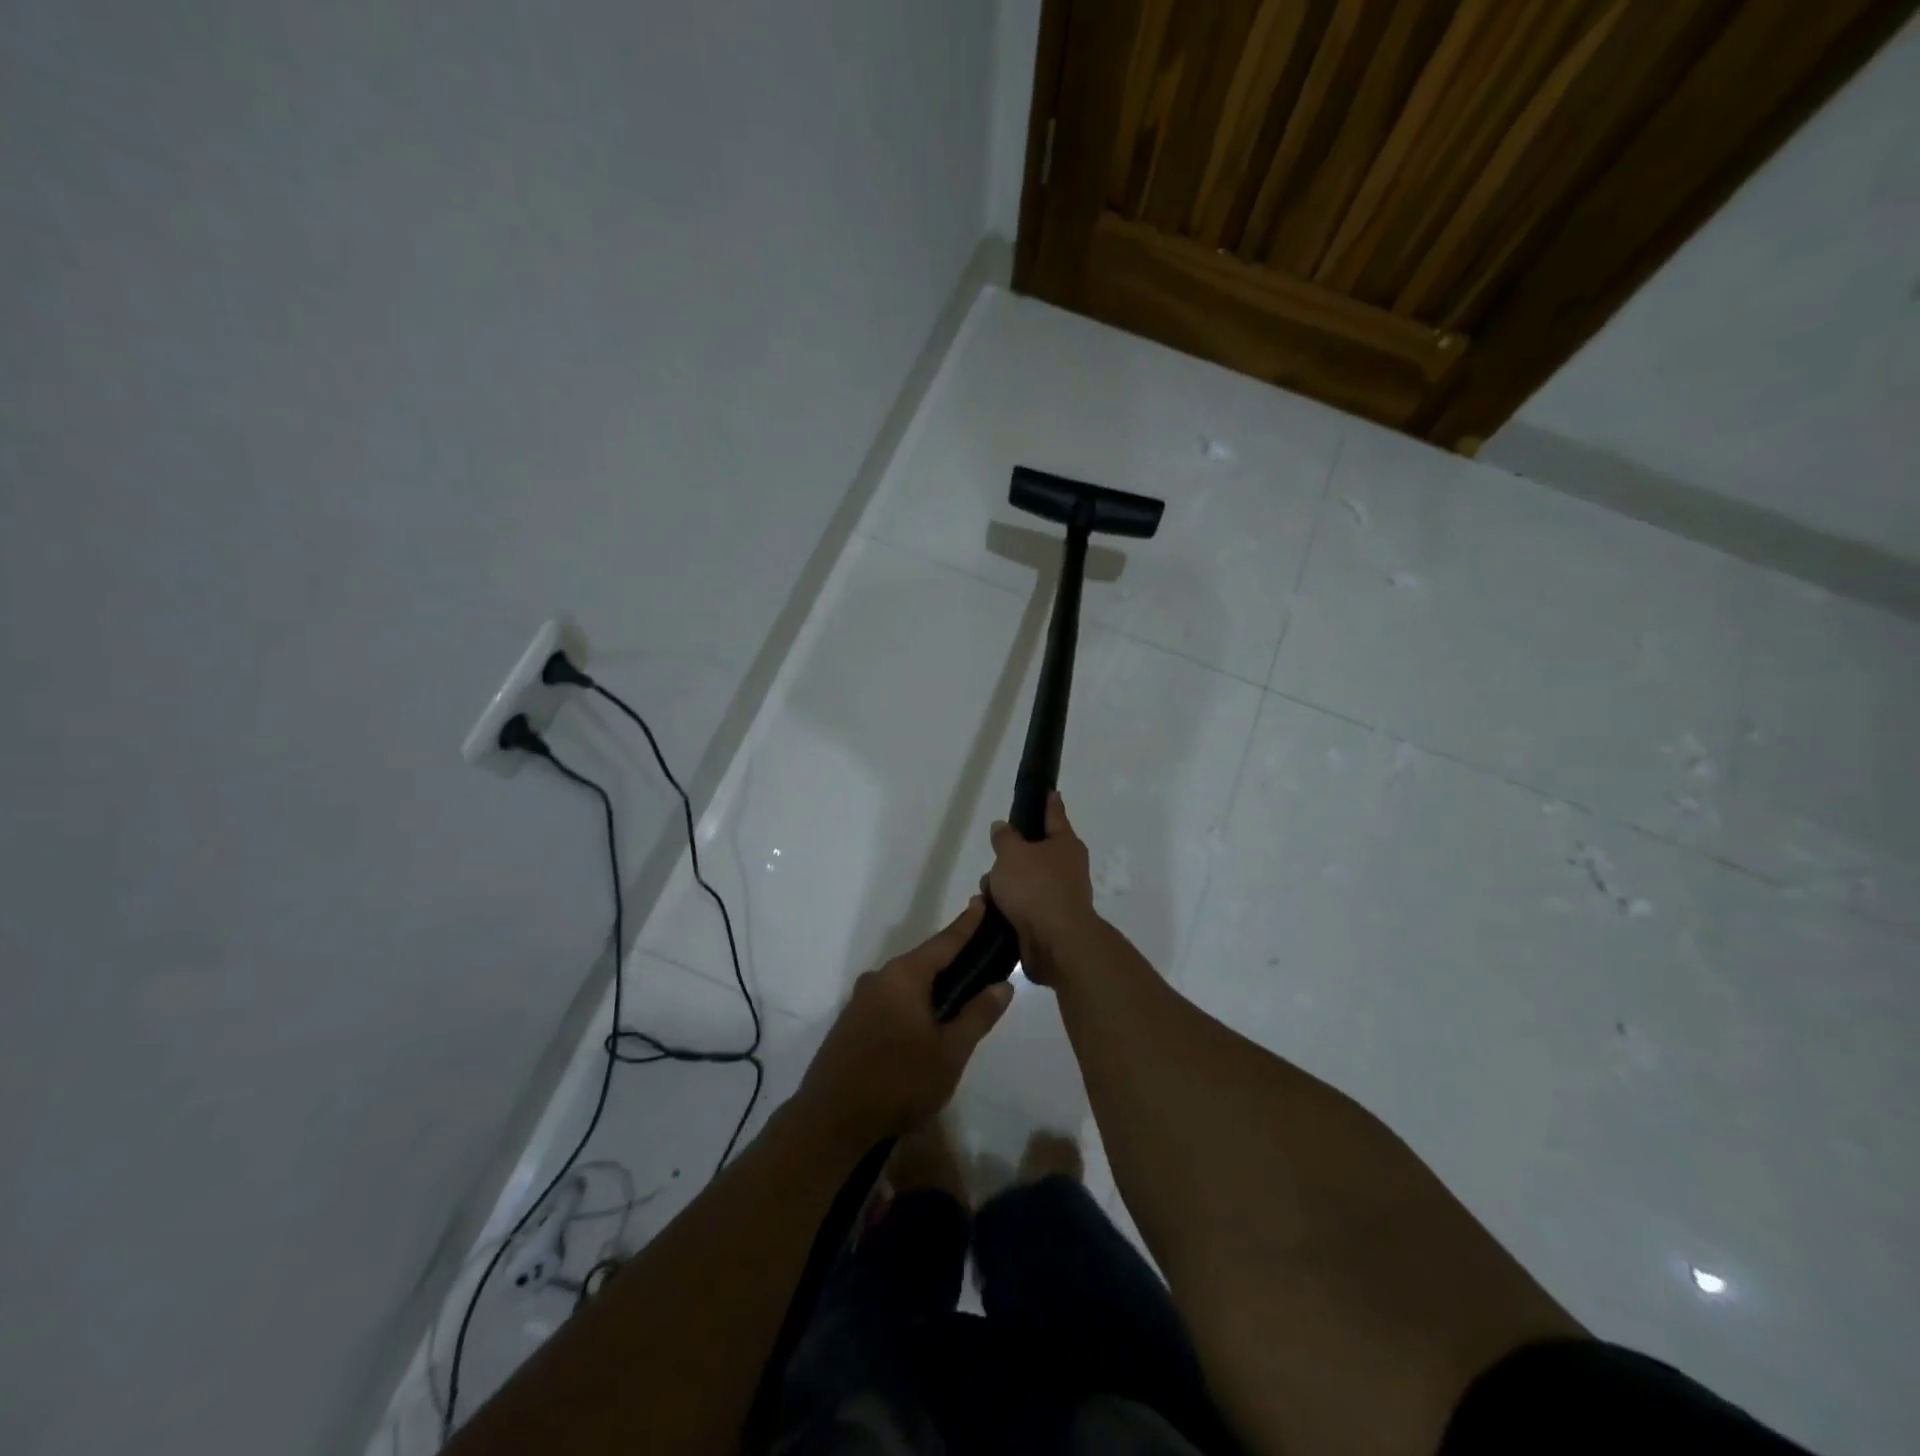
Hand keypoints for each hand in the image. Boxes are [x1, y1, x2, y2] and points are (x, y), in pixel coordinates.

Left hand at [799, 898, 1012, 1143]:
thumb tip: (1003, 985)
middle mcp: (879, 978)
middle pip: (924, 961)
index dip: (966, 924)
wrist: (830, 1121)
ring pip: (906, 984)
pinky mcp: (851, 1024)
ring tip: (959, 998)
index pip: (944, 941)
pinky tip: (924, 1025)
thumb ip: (978, 1015)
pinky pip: (891, 1002)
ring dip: (931, 987)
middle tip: (981, 961)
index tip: (982, 900)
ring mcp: (860, 1001)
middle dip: (951, 960)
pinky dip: (912, 1004)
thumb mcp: (950, 1052)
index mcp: (904, 976)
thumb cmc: (898, 1081)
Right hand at [985, 792, 1095, 985]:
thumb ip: (1005, 837)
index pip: (1055, 814)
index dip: (1048, 802)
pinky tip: (990, 911)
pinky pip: (1023, 906)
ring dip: (1004, 885)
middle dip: (1010, 856)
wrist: (1055, 942)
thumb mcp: (1012, 854)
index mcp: (1065, 844)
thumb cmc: (1036, 887)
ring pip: (1025, 881)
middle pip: (1034, 852)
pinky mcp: (1048, 921)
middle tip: (993, 859)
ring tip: (985, 893)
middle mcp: (1067, 867)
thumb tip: (1003, 827)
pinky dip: (1007, 906)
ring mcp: (1060, 895)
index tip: (1049, 791)